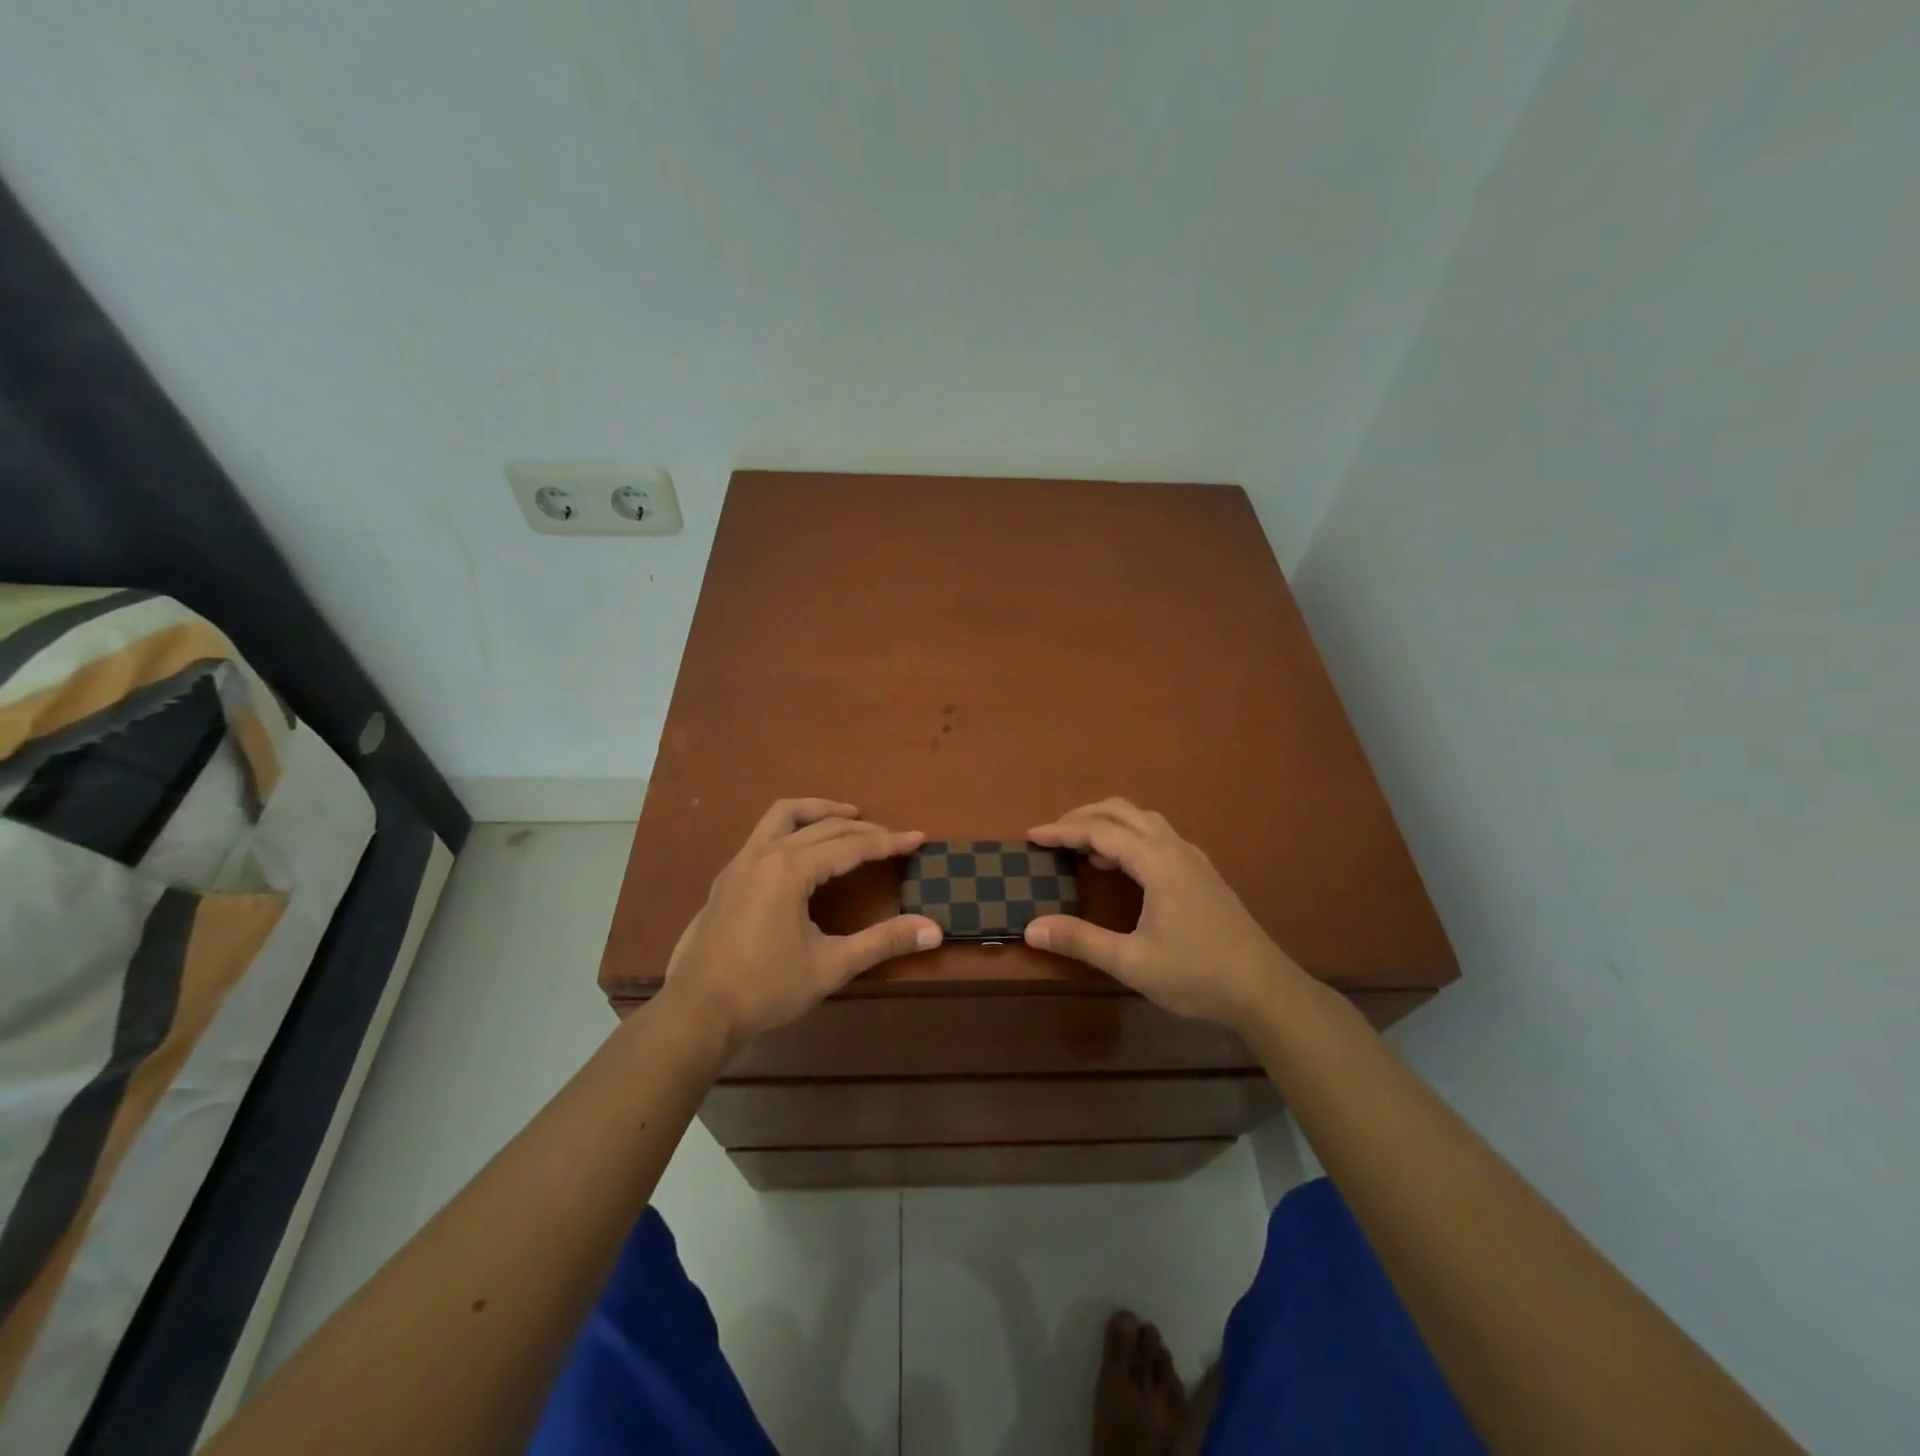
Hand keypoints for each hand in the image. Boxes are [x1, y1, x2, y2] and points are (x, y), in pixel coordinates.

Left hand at [664, 799, 941, 1051]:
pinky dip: (793, 827)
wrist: (696, 1012)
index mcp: (790, 870)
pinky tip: (803, 850)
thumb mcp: (830, 966)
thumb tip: (934, 930)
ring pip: (783, 815)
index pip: (850, 846)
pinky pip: (765, 833)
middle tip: (892, 837)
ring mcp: (740, 862)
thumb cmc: (765, 989)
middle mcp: (764, 853)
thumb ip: (883, 942)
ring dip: (819, 811)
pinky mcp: (727, 877)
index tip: (918, 838)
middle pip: (822, 827)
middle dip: (862, 829)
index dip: (888, 843)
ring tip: (847, 816)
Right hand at [1025, 799, 1304, 1030]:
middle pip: (1123, 812)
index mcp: (1157, 863)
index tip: (1032, 835)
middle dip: (1083, 816)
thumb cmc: (1197, 975)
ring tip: (1082, 846)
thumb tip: (1031, 928)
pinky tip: (1122, 865)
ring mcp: (1193, 858)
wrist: (1264, 990)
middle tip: (1052, 834)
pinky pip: (1158, 836)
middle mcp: (1175, 849)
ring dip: (1109, 823)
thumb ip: (1080, 941)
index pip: (1100, 831)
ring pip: (1144, 820)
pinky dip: (1130, 836)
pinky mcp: (1202, 873)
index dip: (1063, 830)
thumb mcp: (1132, 963)